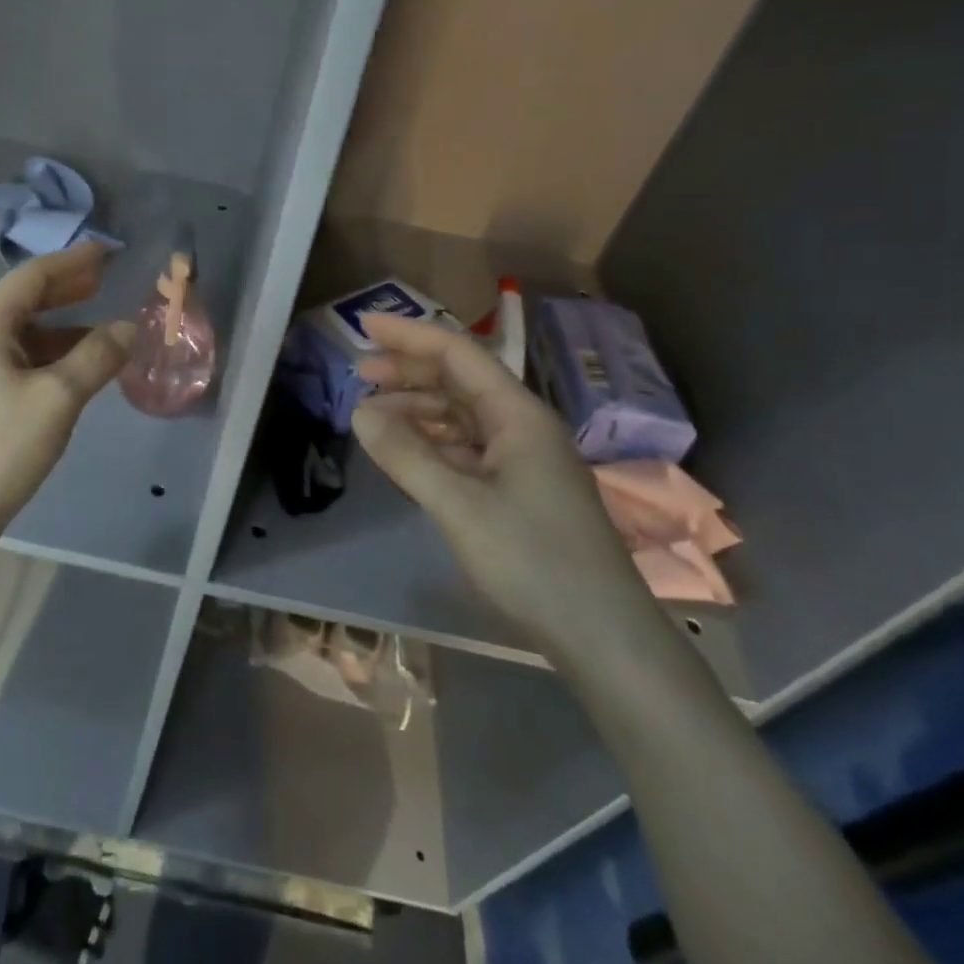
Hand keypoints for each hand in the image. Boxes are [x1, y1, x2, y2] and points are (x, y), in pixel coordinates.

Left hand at [0, 243, 133, 567]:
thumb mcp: (57, 398)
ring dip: (63, 329)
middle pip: (25, 302)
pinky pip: (19, 366)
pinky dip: (51, 360)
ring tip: (103, 329)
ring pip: (23, 338)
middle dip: (67, 289)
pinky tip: (75, 375)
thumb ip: (97, 356)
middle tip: (107, 281)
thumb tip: (129, 326)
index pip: (32, 276)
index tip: (107, 252)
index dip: (72, 261)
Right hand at [352, 313, 653, 660]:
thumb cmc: (533, 561)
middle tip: (360, 373)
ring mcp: (525, 458)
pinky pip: (469, 447)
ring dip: (419, 408)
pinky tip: (409, 450)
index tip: (364, 327)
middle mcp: (523, 425)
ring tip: (374, 415)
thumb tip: (360, 412)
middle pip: (460, 380)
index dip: (409, 335)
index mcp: (517, 414)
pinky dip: (434, 441)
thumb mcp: (459, 506)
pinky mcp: (522, 488)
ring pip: (463, 414)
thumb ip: (406, 455)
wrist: (603, 636)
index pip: (457, 353)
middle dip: (409, 370)